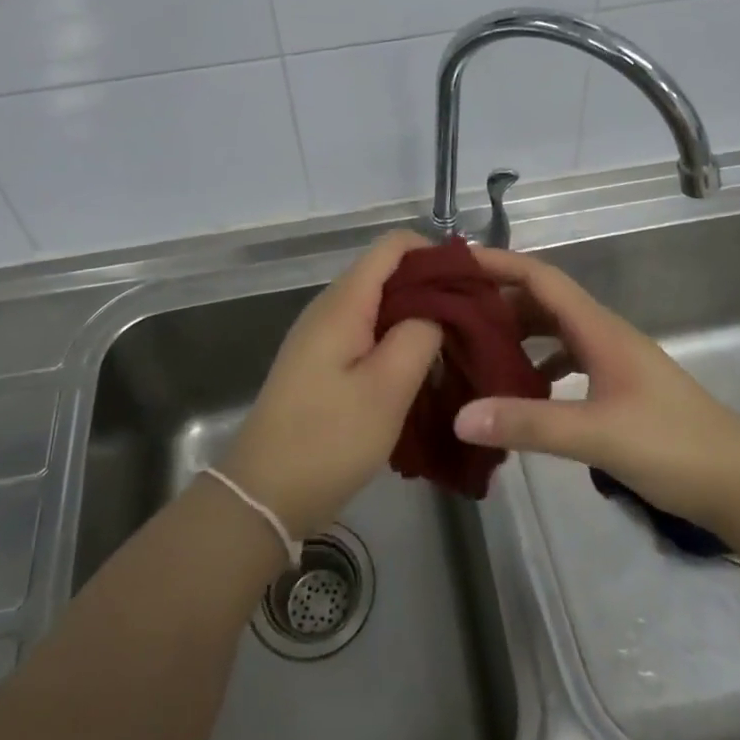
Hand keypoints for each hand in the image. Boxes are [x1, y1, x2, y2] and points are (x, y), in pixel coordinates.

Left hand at [220, 231, 443, 539]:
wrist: (264, 494)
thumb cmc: (328, 439)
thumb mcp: (387, 388)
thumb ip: (419, 335)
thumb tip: (437, 311)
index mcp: (343, 302)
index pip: (393, 245)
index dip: (435, 253)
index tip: (472, 282)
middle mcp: (330, 308)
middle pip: (387, 273)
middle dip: (433, 287)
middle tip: (474, 318)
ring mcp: (323, 336)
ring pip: (380, 305)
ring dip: (418, 317)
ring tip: (456, 344)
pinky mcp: (322, 363)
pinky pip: (367, 333)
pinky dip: (398, 340)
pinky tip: (421, 369)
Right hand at [451, 247, 739, 527]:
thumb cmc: (672, 446)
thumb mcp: (595, 434)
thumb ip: (528, 423)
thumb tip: (460, 416)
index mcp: (599, 329)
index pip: (541, 278)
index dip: (499, 263)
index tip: (455, 263)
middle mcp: (604, 334)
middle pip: (543, 302)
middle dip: (498, 300)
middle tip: (449, 313)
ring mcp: (614, 361)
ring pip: (555, 331)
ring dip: (517, 333)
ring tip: (473, 348)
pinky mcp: (619, 387)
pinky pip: (567, 360)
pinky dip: (538, 365)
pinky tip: (519, 389)